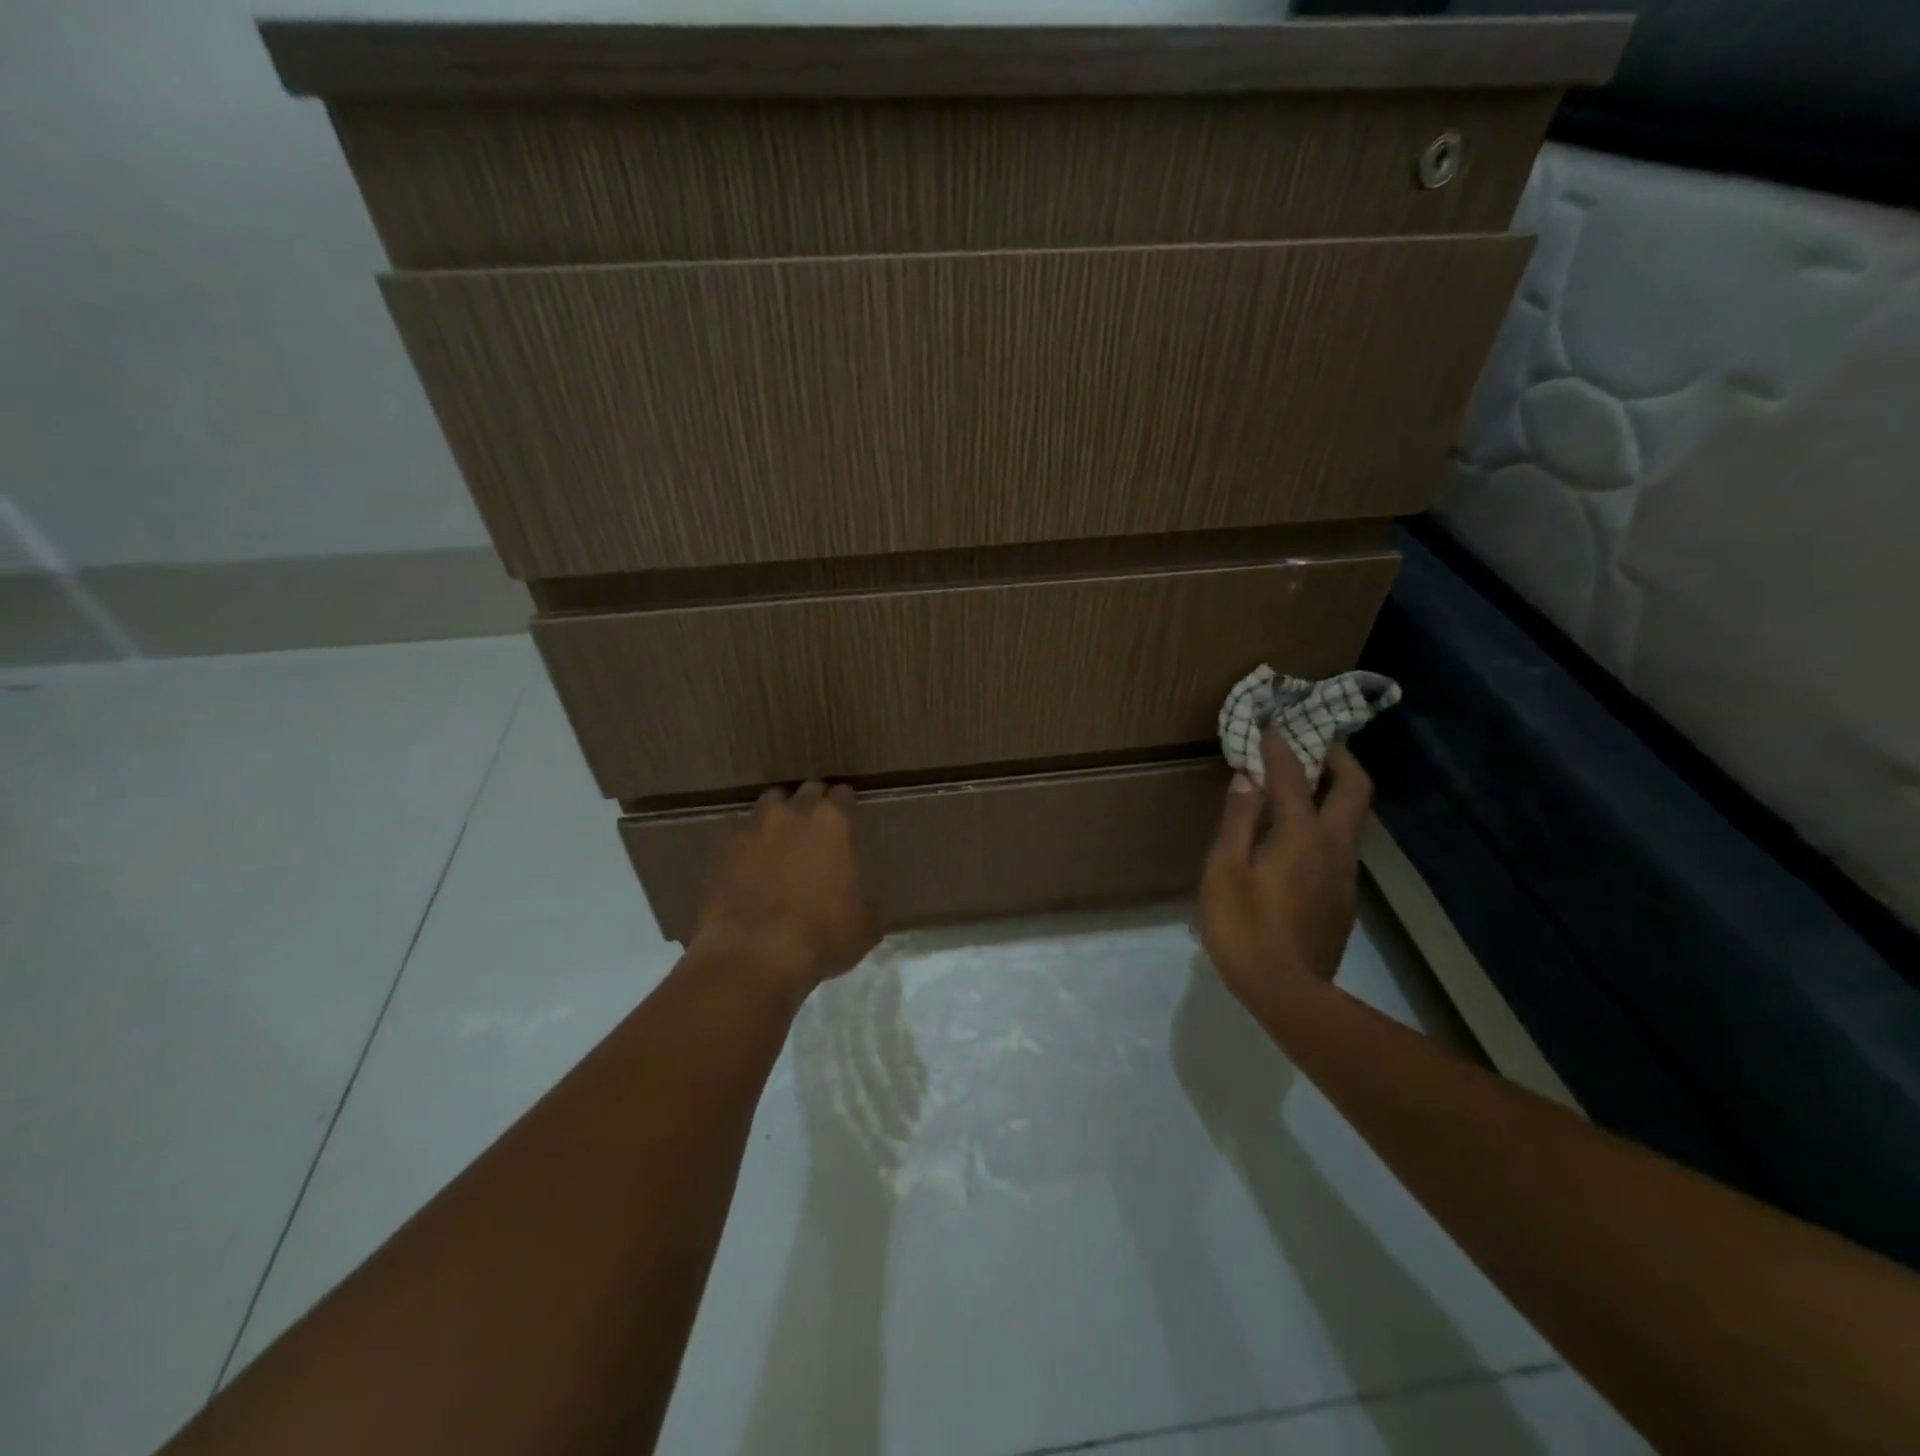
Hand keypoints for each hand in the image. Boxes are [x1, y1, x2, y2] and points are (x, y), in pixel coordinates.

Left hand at [690, 782, 879, 994]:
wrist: (756, 955)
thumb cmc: (822, 936)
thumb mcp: (865, 924)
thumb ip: (865, 899)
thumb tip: (862, 903)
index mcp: (834, 822)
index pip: (844, 795)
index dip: (846, 808)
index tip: (847, 822)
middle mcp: (794, 813)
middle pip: (806, 791)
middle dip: (812, 806)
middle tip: (815, 832)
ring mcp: (754, 827)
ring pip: (769, 804)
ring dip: (777, 817)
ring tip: (779, 841)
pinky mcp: (722, 848)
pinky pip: (735, 832)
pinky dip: (744, 841)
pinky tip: (746, 861)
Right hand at [1199, 735, 1372, 1008]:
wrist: (1289, 994)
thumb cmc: (1245, 928)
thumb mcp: (1224, 871)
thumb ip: (1238, 821)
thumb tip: (1246, 779)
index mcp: (1301, 835)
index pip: (1294, 776)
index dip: (1281, 746)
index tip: (1270, 723)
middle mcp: (1334, 847)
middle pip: (1354, 789)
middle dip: (1339, 757)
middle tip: (1314, 741)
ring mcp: (1344, 875)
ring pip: (1351, 818)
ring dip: (1333, 790)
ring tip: (1301, 784)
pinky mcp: (1343, 899)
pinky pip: (1339, 845)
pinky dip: (1325, 823)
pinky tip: (1296, 838)